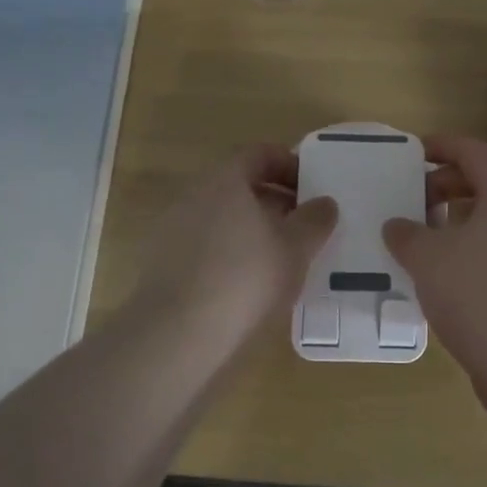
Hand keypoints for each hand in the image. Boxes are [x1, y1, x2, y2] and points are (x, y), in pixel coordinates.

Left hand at [134, 145, 336, 354]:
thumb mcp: (295, 249)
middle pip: (239, 185)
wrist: (177, 333)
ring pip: (221, 216)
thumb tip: (324, 203)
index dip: (289, 164)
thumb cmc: (245, 278)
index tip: (312, 186)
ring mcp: (173, 228)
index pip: (259, 154)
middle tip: (303, 223)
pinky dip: (230, 252)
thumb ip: (314, 221)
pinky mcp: (162, 262)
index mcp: (225, 180)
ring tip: (281, 256)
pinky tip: (248, 282)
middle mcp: (194, 195)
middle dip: (274, 200)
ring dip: (252, 228)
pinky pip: (205, 244)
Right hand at [383, 135, 486, 411]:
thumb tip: (397, 226)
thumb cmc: (481, 295)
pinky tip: (448, 278)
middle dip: (447, 187)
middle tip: (412, 200)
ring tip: (424, 240)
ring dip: (459, 223)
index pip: (475, 151)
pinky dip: (474, 252)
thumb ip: (407, 235)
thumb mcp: (428, 259)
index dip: (441, 146)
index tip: (412, 152)